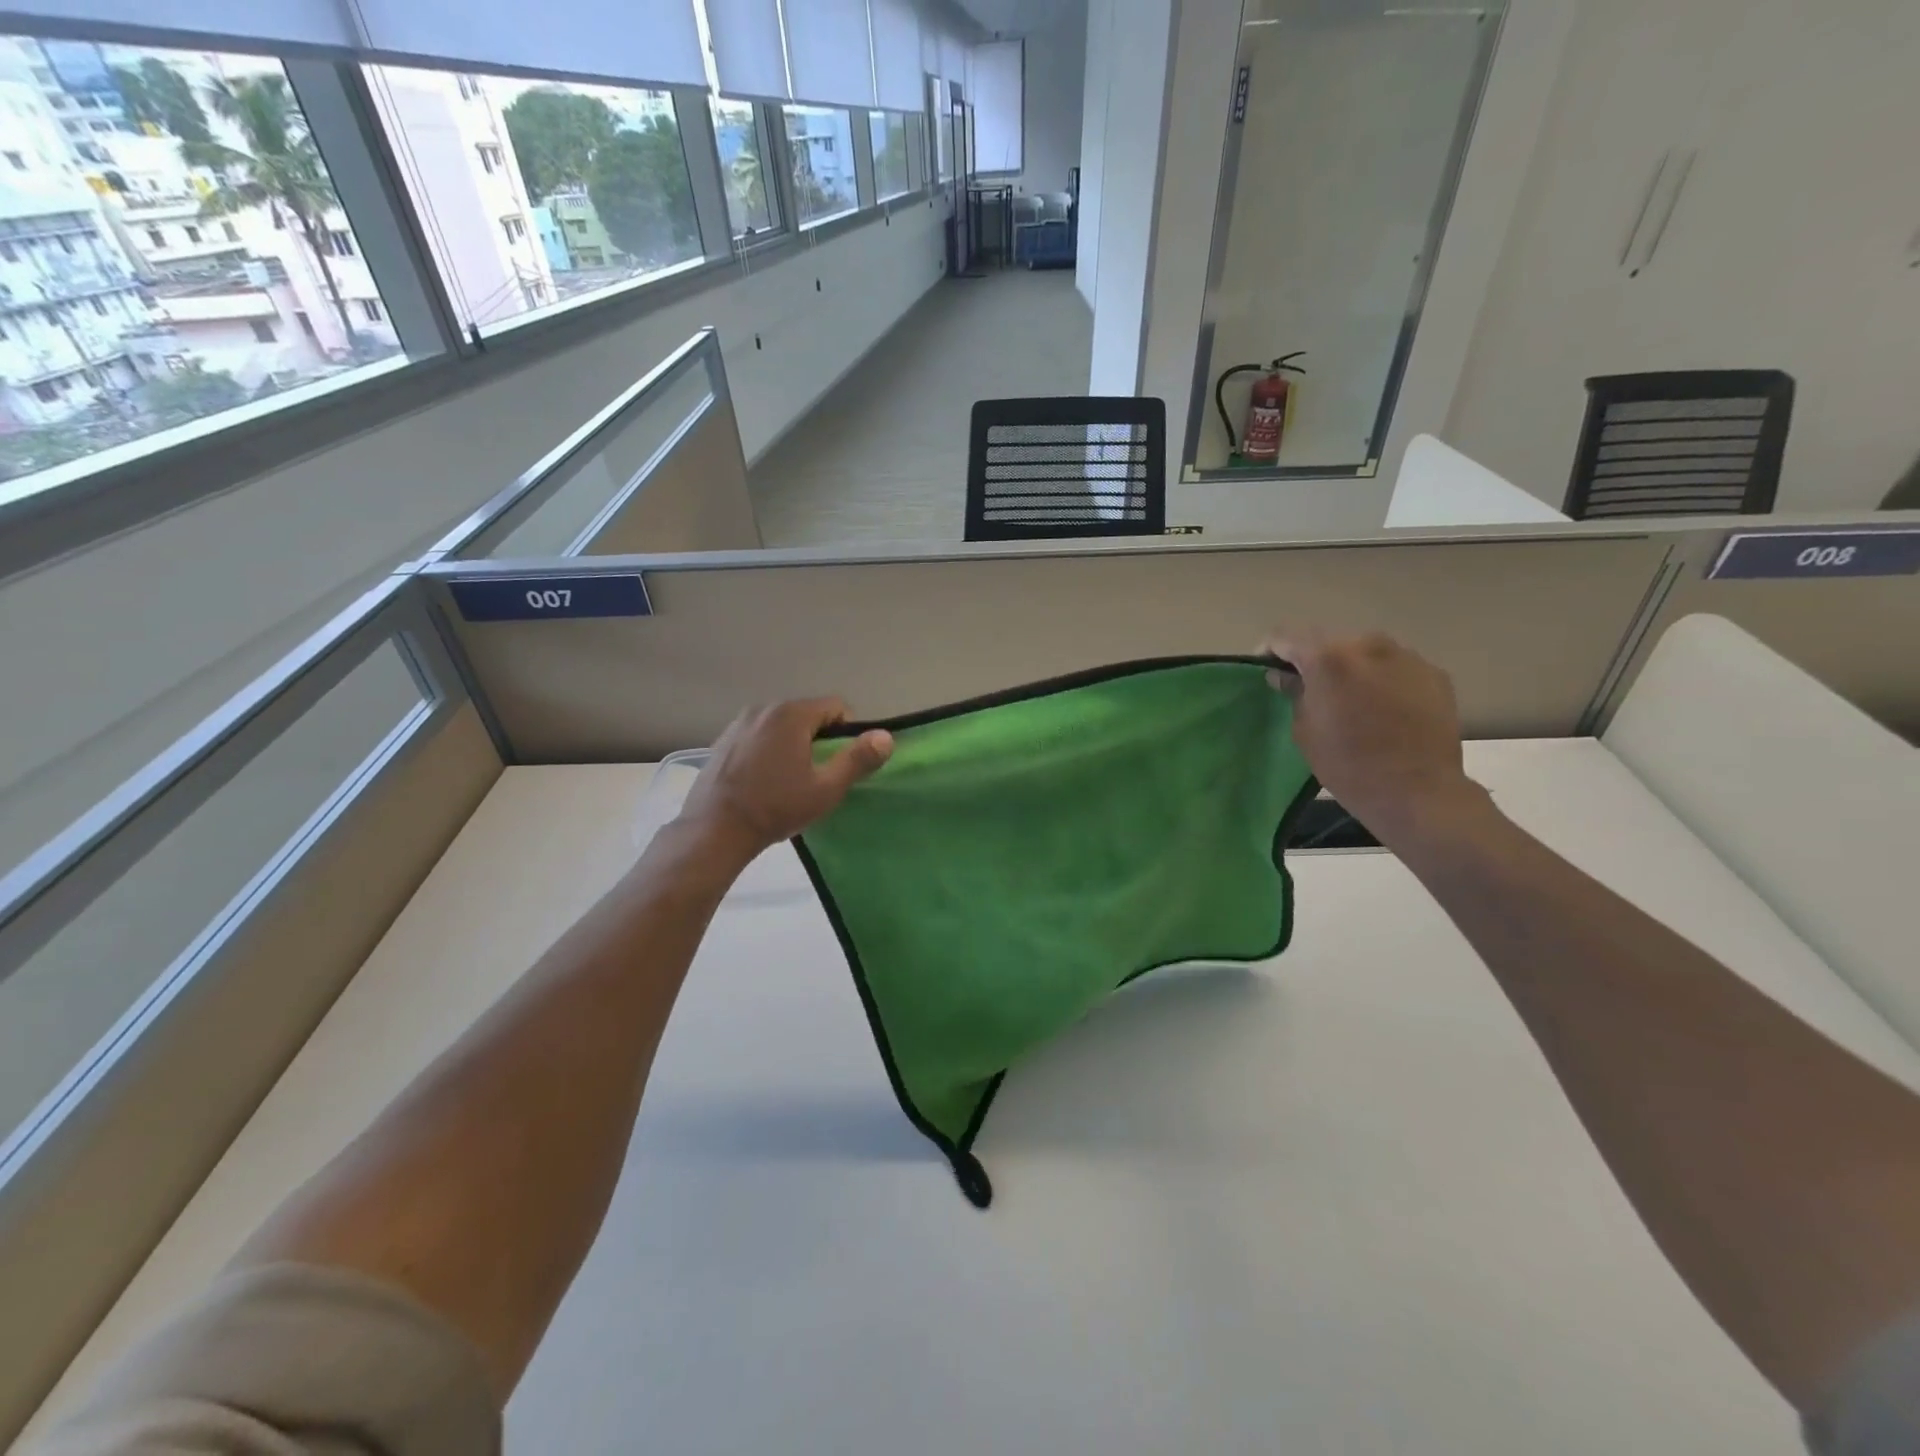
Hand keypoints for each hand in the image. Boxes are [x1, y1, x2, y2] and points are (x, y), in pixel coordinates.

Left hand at [677, 698, 892, 857]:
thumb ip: (858, 759)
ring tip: (791, 780)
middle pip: (808, 714)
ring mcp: (739, 723)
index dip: (848, 732)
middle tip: (819, 775)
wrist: (714, 830)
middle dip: (820, 739)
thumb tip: (886, 737)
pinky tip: (764, 780)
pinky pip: (759, 736)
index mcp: (791, 714)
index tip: (842, 763)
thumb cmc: (776, 808)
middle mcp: (764, 709)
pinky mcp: (723, 740)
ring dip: (794, 745)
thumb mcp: (826, 789)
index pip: (836, 707)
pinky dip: (769, 750)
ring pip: (782, 726)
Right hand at [1265, 629, 1484, 844]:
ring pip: (1365, 652)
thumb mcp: (1305, 730)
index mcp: (1328, 658)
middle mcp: (1368, 645)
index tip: (1267, 669)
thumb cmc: (1348, 765)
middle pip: (1329, 641)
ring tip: (1350, 698)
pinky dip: (1382, 679)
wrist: (1417, 792)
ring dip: (1351, 668)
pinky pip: (1395, 667)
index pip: (1286, 636)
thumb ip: (1294, 693)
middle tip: (1309, 688)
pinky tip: (1383, 708)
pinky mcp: (1434, 673)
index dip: (1270, 650)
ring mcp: (1407, 656)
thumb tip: (1285, 676)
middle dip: (1314, 660)